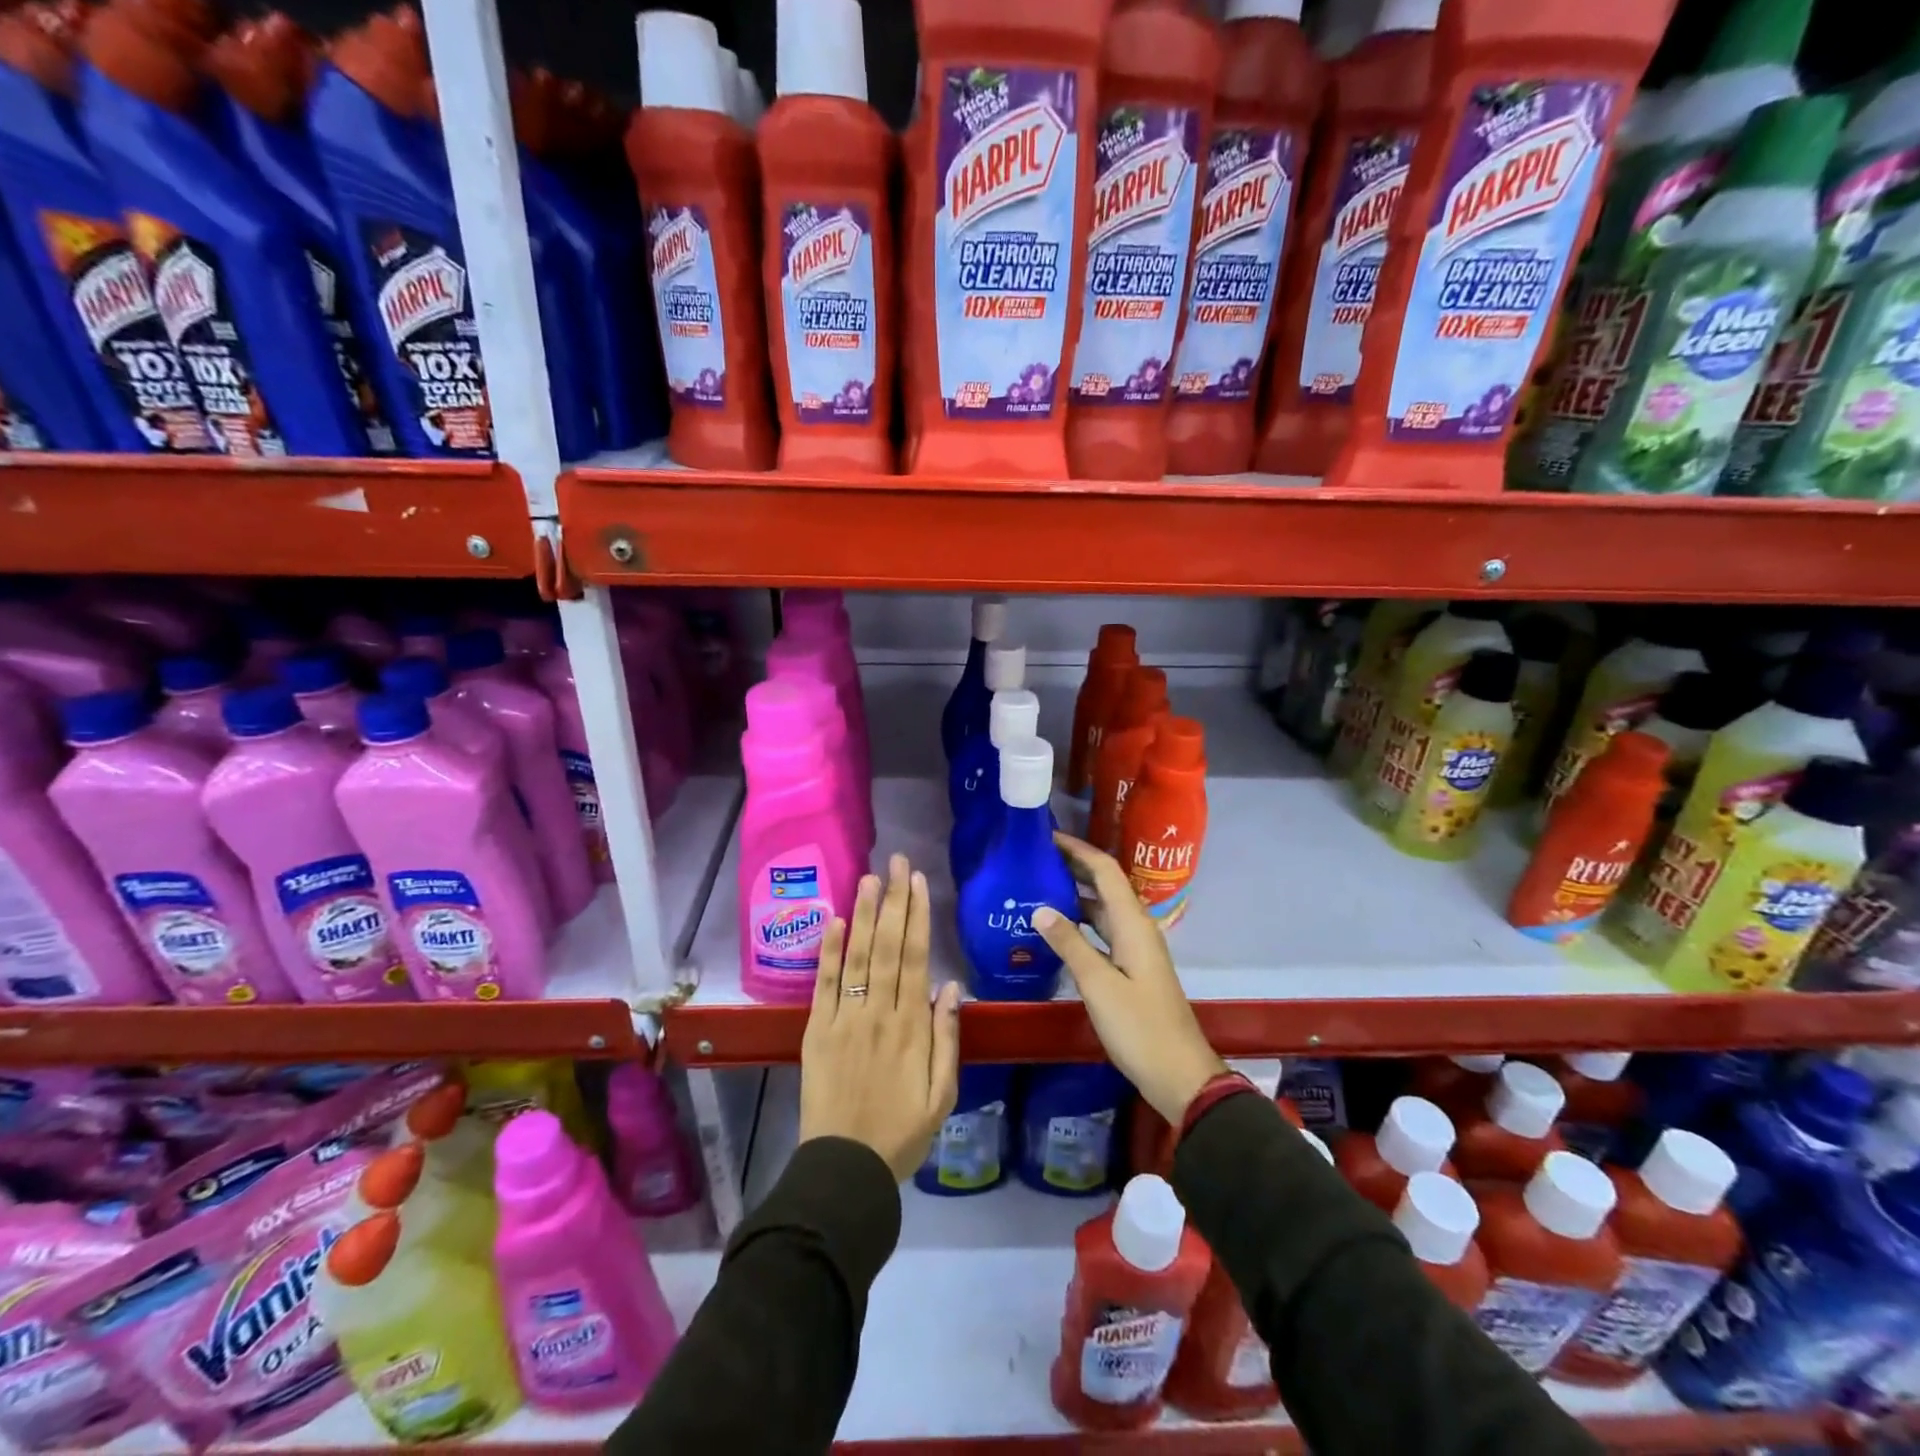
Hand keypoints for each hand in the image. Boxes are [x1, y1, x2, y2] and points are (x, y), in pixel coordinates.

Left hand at [800, 854, 961, 1181]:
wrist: (845, 1169)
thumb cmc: (902, 1133)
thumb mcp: (943, 1095)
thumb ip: (948, 1038)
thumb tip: (952, 986)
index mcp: (912, 1027)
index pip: (916, 958)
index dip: (917, 916)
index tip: (917, 882)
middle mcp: (879, 1013)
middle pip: (888, 946)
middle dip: (893, 900)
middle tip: (895, 861)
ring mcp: (845, 1019)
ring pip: (857, 956)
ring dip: (864, 914)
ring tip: (869, 876)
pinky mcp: (817, 1030)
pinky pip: (824, 984)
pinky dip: (830, 951)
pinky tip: (836, 920)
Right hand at [1034, 833, 1224, 1124]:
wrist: (1178, 1073)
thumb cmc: (1139, 1027)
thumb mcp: (1098, 985)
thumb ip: (1069, 944)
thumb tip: (1040, 908)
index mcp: (1133, 923)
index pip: (1105, 871)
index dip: (1078, 849)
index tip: (1046, 836)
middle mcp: (1136, 927)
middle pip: (1105, 884)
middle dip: (1073, 866)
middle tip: (1034, 858)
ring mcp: (1135, 948)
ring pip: (1102, 908)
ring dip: (1074, 893)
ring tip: (1037, 886)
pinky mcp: (1131, 967)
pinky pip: (1102, 931)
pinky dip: (1079, 921)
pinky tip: (1055, 929)